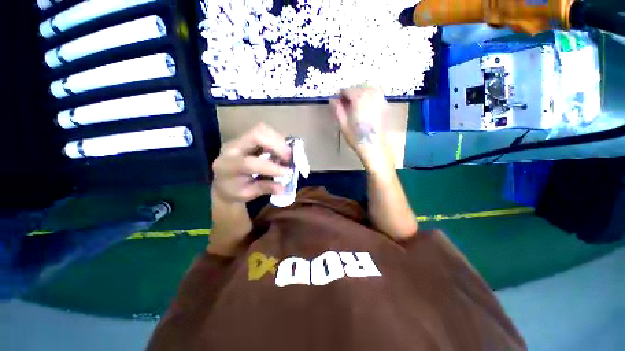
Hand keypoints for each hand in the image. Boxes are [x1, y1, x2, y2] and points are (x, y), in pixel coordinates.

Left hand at [212, 124, 290, 203]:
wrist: (223, 182)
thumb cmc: (234, 190)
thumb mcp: (247, 194)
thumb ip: (264, 188)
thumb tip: (283, 189)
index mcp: (228, 166)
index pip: (249, 162)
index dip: (270, 167)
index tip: (287, 172)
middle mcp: (232, 148)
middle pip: (256, 135)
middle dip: (277, 145)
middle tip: (289, 159)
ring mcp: (240, 139)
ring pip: (262, 129)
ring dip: (279, 141)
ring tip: (287, 155)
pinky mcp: (248, 137)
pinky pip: (265, 132)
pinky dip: (277, 139)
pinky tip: (282, 151)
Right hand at [330, 85, 392, 170]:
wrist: (374, 146)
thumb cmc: (356, 137)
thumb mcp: (343, 124)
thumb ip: (337, 109)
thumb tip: (333, 99)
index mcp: (359, 97)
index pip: (346, 90)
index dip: (340, 96)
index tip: (338, 104)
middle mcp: (371, 93)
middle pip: (357, 87)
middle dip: (350, 94)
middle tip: (346, 107)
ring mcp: (380, 98)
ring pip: (367, 89)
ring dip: (360, 95)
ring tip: (356, 108)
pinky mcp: (385, 104)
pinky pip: (375, 95)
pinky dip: (368, 98)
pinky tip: (366, 109)